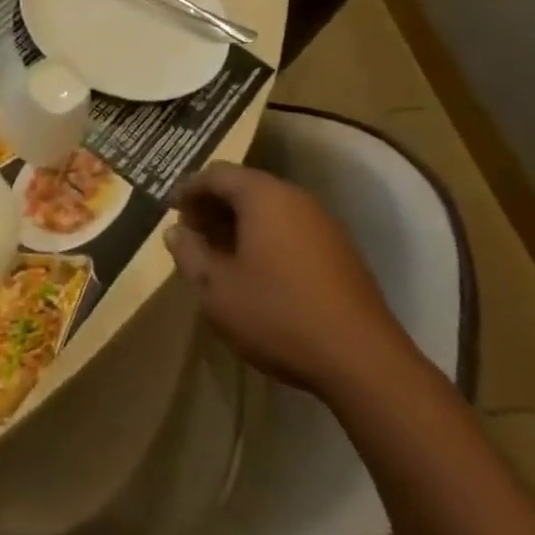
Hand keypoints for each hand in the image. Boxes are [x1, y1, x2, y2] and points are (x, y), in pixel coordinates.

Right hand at [165, 161, 411, 397]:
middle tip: (192, 233)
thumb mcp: (217, 290)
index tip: (171, 210)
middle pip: (245, 186)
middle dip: (214, 205)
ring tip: (220, 254)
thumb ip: (189, 254)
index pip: (217, 174)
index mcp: (263, 196)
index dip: (189, 189)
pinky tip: (257, 271)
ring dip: (240, 223)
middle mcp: (295, 197)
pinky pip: (292, 228)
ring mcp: (323, 223)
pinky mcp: (341, 251)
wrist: (362, 360)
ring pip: (270, 208)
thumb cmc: (278, 315)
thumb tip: (176, 231)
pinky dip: (266, 237)